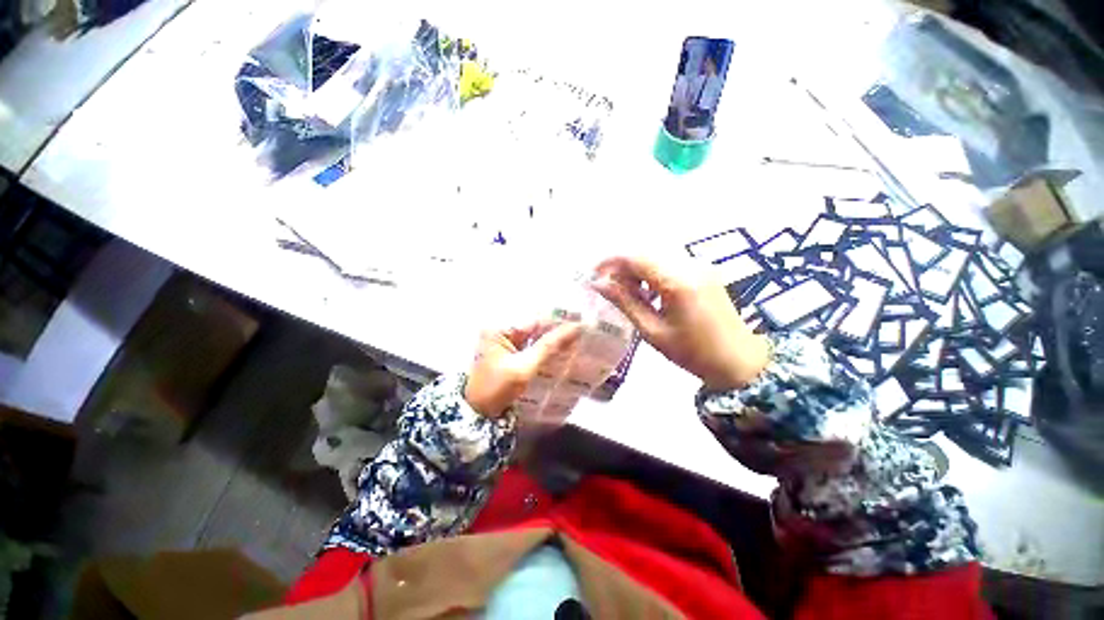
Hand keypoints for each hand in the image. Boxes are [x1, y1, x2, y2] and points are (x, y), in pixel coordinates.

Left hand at [465, 321, 582, 417]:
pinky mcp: (508, 353)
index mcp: (499, 328)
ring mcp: (503, 342)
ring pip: (534, 336)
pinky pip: (530, 346)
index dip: (558, 322)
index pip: (535, 320)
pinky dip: (543, 348)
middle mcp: (500, 330)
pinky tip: (560, 350)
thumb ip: (549, 346)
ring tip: (575, 340)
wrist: (477, 414)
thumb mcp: (525, 367)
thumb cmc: (498, 389)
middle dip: (556, 330)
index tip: (580, 324)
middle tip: (581, 332)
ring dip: (552, 339)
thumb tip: (574, 328)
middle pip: (534, 327)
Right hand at [592, 257, 769, 390]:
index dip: (609, 262)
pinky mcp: (704, 269)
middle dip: (622, 266)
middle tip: (609, 288)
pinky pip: (669, 261)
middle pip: (644, 252)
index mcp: (677, 281)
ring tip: (628, 293)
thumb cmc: (692, 352)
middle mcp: (690, 264)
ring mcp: (700, 264)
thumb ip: (625, 302)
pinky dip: (652, 271)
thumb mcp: (652, 331)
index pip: (635, 256)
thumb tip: (598, 284)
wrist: (740, 361)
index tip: (594, 275)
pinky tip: (649, 292)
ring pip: (656, 255)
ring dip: (637, 269)